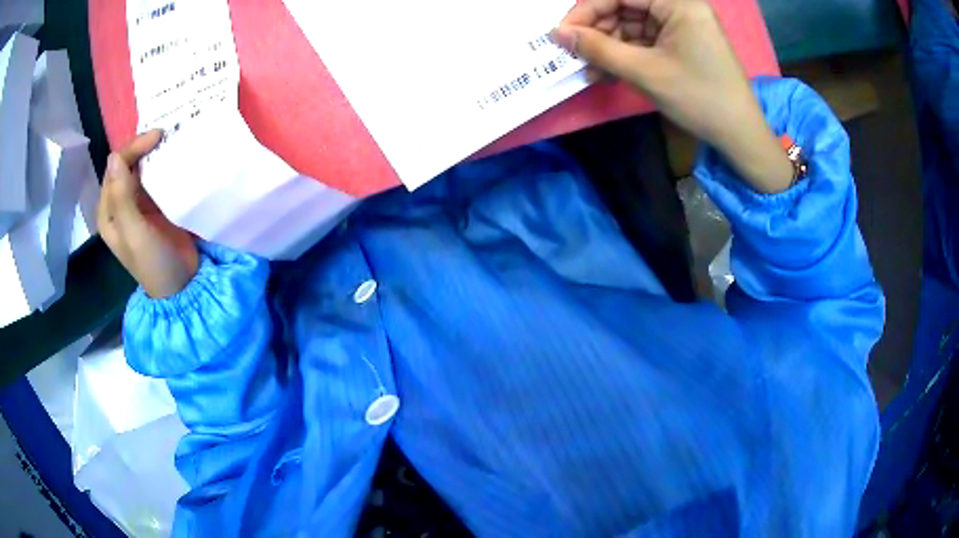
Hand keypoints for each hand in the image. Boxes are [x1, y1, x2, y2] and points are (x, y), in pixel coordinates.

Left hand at [98, 130, 198, 297]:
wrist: (182, 285)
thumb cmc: (154, 263)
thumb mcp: (135, 233)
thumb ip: (123, 198)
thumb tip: (114, 157)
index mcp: (109, 212)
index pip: (115, 168)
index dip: (132, 150)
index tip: (157, 138)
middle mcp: (119, 204)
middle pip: (126, 165)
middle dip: (142, 147)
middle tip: (165, 134)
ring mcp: (137, 204)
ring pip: (140, 168)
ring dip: (152, 153)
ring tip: (170, 139)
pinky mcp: (154, 205)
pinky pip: (154, 177)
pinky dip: (161, 164)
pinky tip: (173, 156)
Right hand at [553, 0, 792, 192]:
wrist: (740, 135)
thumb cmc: (699, 98)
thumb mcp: (645, 72)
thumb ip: (598, 48)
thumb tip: (557, 34)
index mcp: (678, 2)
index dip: (587, 10)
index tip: (562, 34)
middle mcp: (680, 6)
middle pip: (625, 7)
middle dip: (598, 31)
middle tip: (575, 55)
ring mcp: (682, 25)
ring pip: (632, 25)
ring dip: (609, 47)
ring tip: (590, 71)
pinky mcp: (682, 43)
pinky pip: (645, 41)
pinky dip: (626, 55)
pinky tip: (609, 73)